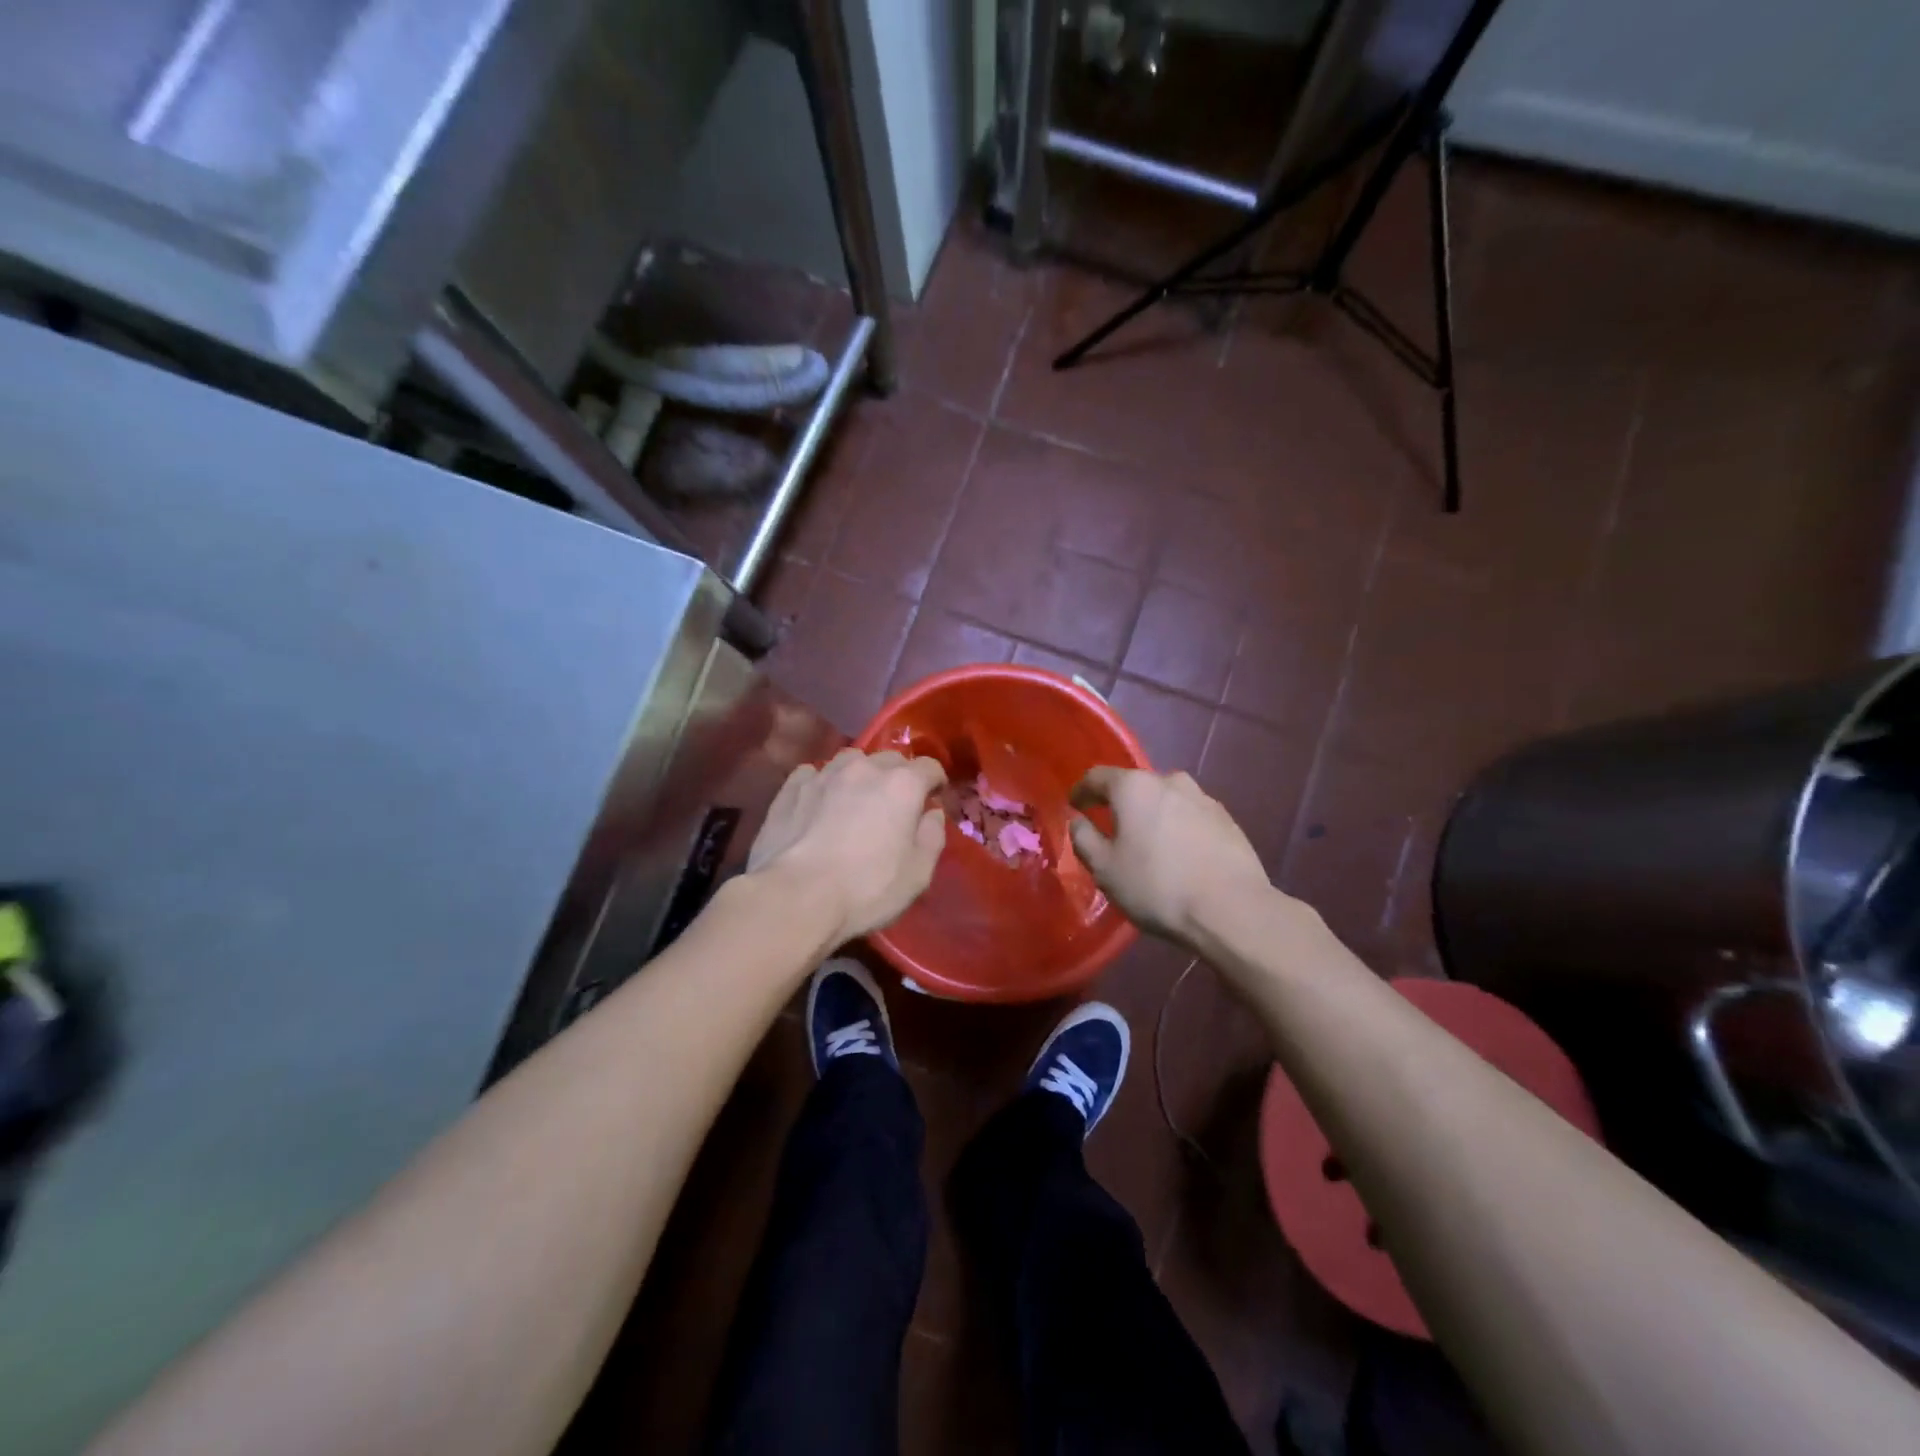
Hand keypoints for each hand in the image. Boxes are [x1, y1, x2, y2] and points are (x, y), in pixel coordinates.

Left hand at [748, 748, 947, 943]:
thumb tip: (932, 814)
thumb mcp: (918, 874)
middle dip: (899, 776)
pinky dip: (823, 783)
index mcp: (902, 785)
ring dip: (860, 775)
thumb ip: (932, 837)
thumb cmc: (866, 889)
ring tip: (855, 800)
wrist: (795, 897)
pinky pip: (814, 774)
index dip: (936, 782)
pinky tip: (819, 803)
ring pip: (851, 760)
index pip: (929, 767)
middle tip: (896, 805)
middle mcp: (865, 768)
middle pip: (890, 759)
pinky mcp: (792, 788)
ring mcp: (825, 774)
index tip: (934, 800)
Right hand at [1069, 767, 1271, 947]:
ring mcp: (1203, 798)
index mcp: (1134, 787)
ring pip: (1166, 800)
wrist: (1231, 909)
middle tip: (1111, 830)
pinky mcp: (1227, 819)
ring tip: (1149, 844)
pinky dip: (1178, 828)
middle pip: (1135, 786)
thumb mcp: (1105, 869)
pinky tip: (1179, 855)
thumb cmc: (1157, 886)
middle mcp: (1169, 781)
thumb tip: (1079, 821)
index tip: (1074, 806)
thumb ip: (1084, 838)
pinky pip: (1191, 816)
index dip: (1081, 790)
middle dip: (1120, 804)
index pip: (1097, 776)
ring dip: (1153, 815)